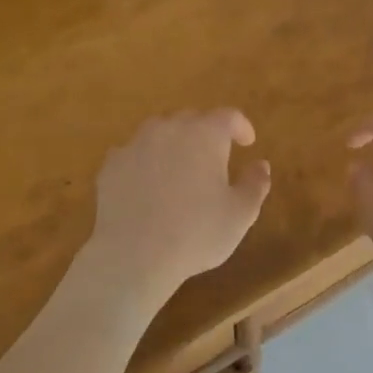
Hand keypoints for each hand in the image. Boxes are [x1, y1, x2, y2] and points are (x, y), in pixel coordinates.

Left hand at [84, 109, 271, 302]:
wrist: (134, 255)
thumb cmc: (196, 233)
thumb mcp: (240, 214)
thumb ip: (255, 184)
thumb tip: (260, 165)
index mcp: (205, 135)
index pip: (228, 116)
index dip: (241, 126)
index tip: (247, 143)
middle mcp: (170, 129)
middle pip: (192, 119)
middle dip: (206, 132)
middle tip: (214, 157)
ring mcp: (136, 144)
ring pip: (159, 131)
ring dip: (174, 142)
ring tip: (179, 167)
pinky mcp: (111, 164)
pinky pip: (134, 153)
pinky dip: (145, 161)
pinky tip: (147, 184)